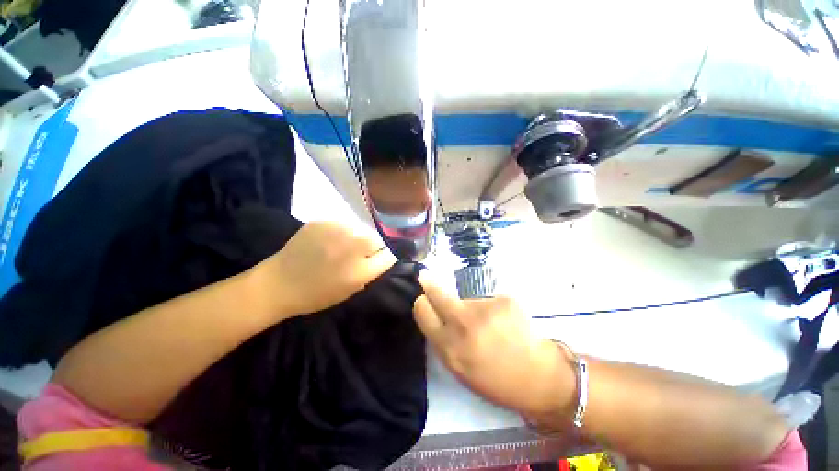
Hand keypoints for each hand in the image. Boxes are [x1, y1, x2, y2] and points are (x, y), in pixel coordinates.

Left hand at [252, 221, 396, 317]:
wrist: (279, 283)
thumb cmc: (317, 293)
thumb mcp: (351, 289)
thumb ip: (371, 271)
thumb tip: (384, 255)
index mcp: (361, 269)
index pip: (389, 254)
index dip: (386, 256)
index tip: (380, 258)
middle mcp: (353, 246)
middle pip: (378, 238)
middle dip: (373, 245)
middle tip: (360, 253)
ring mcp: (338, 231)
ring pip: (362, 229)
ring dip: (359, 236)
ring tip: (344, 245)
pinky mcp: (324, 221)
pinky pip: (345, 224)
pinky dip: (343, 231)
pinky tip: (330, 240)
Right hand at [413, 273, 573, 416]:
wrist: (538, 378)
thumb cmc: (494, 379)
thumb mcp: (458, 368)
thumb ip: (442, 340)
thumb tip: (433, 313)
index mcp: (449, 347)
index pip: (422, 310)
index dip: (422, 302)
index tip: (423, 298)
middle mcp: (463, 325)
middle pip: (437, 293)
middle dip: (430, 284)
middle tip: (427, 278)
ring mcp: (485, 310)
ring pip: (466, 299)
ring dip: (472, 308)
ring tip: (489, 326)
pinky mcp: (504, 300)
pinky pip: (488, 300)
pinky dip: (492, 309)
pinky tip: (505, 323)